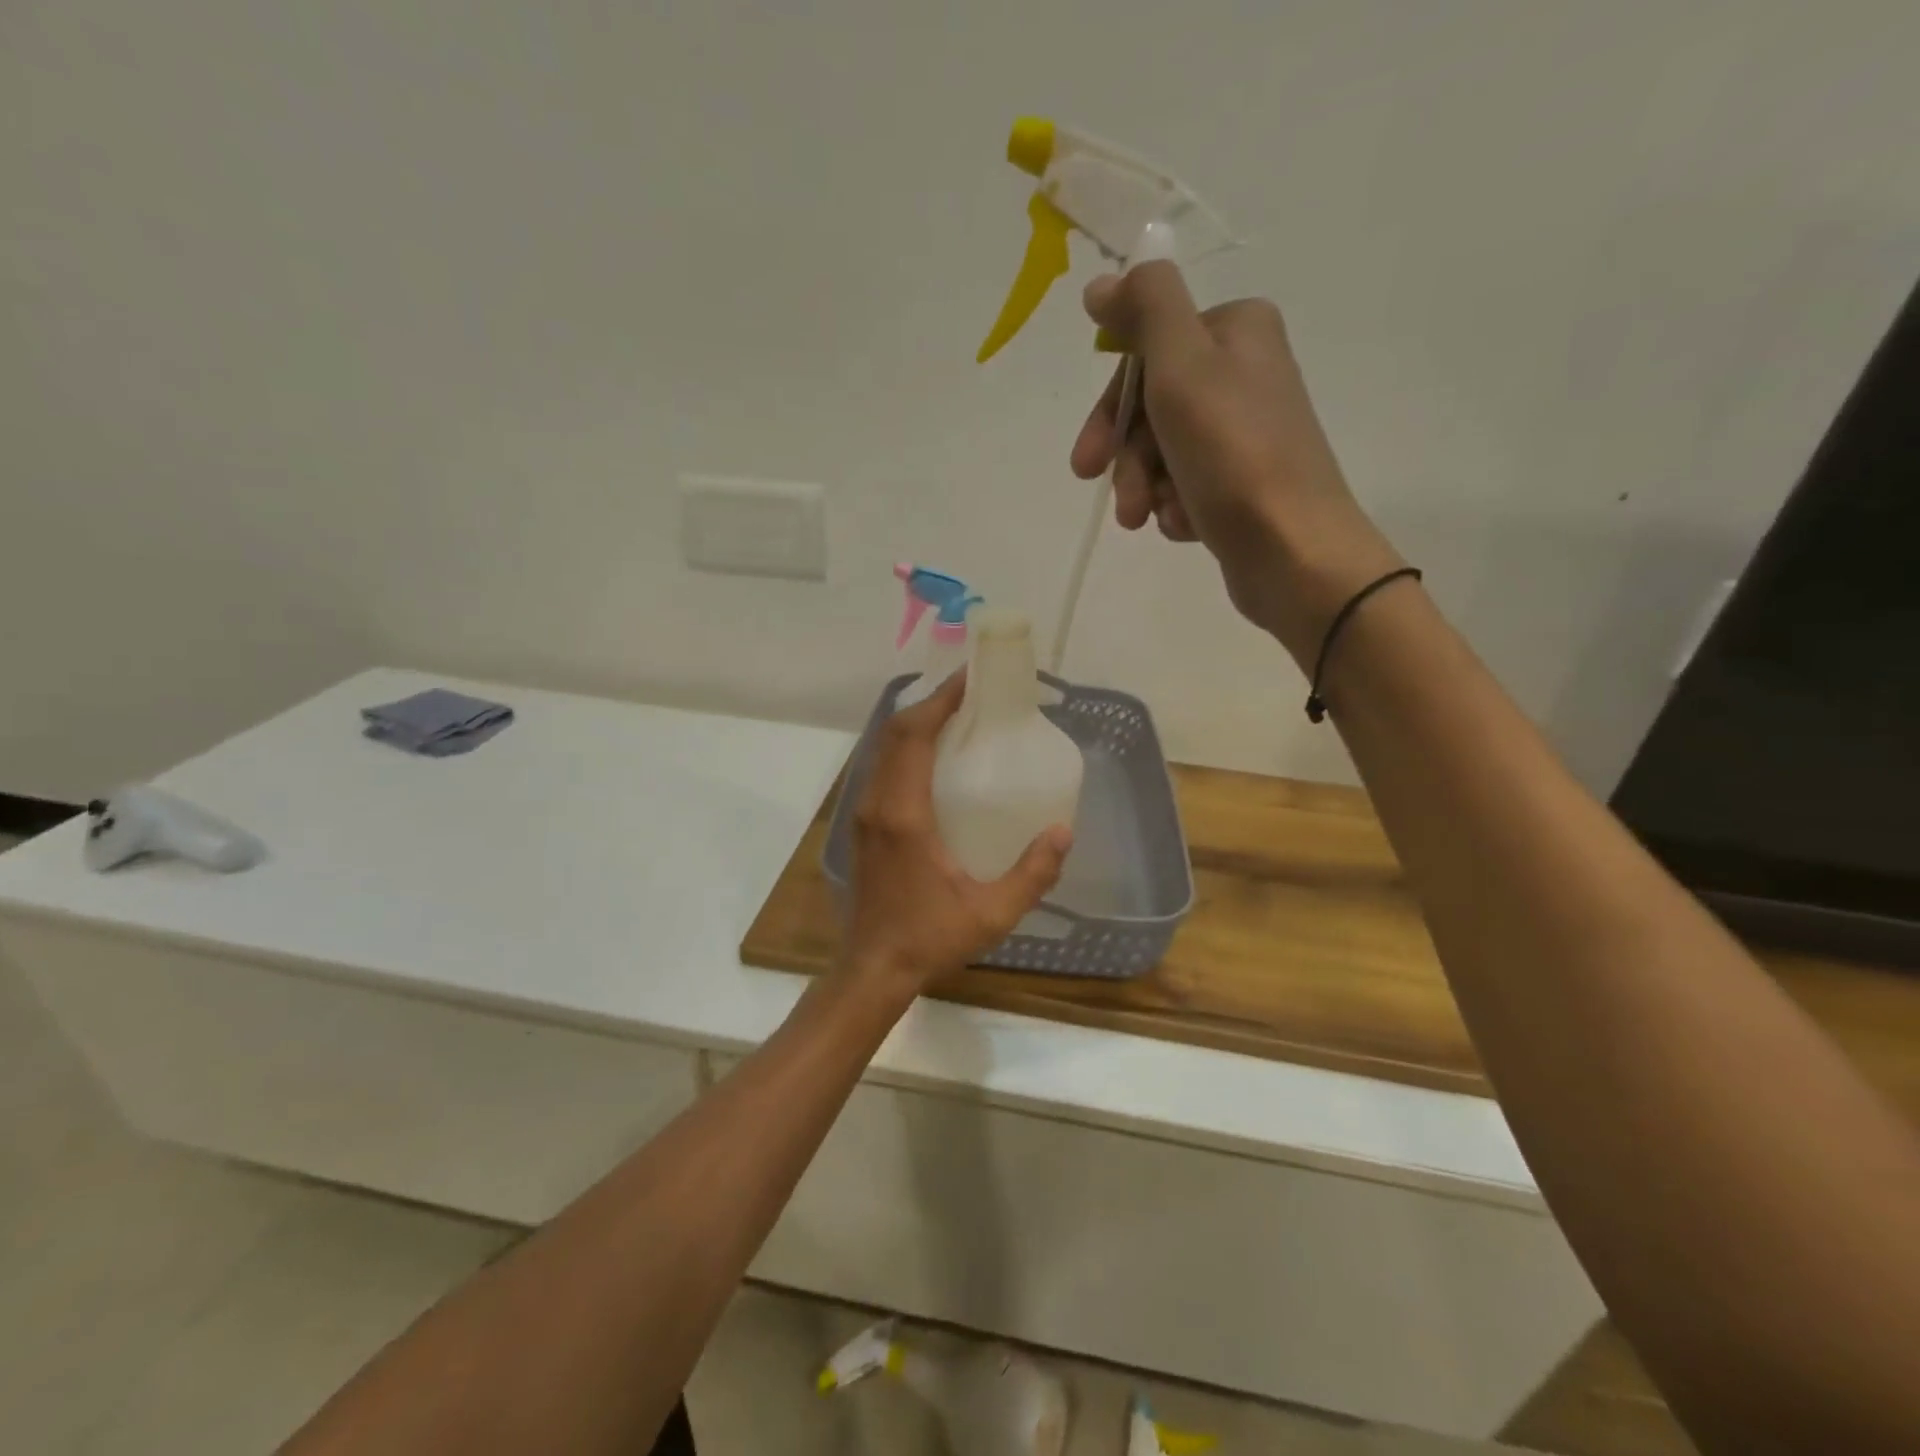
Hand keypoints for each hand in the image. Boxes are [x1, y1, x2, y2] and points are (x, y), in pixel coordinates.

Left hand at [841, 673, 1071, 1001]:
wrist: (873, 969)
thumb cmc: (930, 939)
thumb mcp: (992, 913)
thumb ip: (1032, 874)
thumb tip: (1063, 831)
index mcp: (904, 814)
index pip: (914, 736)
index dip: (939, 701)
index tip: (969, 679)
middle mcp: (878, 804)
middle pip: (895, 733)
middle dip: (929, 704)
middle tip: (969, 693)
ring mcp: (864, 814)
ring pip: (883, 749)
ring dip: (914, 724)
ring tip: (954, 716)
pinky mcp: (864, 826)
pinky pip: (882, 769)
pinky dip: (905, 748)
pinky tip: (934, 758)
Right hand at [1070, 264, 1404, 665]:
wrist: (1293, 551)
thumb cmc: (1234, 455)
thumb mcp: (1182, 366)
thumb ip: (1145, 309)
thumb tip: (1103, 283)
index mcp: (1236, 331)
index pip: (1145, 355)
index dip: (1111, 409)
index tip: (1088, 459)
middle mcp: (1244, 373)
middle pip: (1152, 408)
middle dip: (1127, 460)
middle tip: (1119, 502)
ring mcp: (1244, 433)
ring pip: (1164, 452)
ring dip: (1146, 488)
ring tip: (1149, 520)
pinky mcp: (1243, 483)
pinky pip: (1186, 486)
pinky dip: (1175, 507)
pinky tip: (1185, 526)